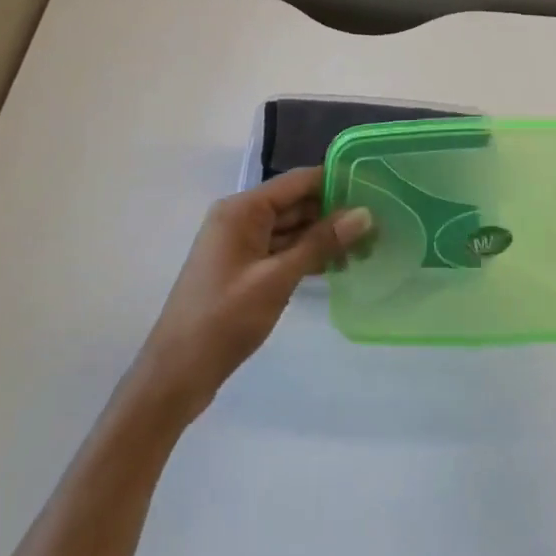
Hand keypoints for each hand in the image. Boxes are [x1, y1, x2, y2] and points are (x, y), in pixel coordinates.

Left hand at [130, 167, 371, 423]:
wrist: (176, 373)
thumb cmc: (223, 320)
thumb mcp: (276, 279)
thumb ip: (320, 244)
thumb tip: (364, 213)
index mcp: (242, 210)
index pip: (297, 182)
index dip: (335, 182)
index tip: (374, 189)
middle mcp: (240, 218)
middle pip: (295, 204)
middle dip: (334, 213)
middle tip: (379, 226)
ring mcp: (240, 245)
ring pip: (291, 229)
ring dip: (324, 238)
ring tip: (367, 248)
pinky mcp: (243, 269)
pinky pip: (281, 251)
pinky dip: (307, 256)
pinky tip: (338, 267)